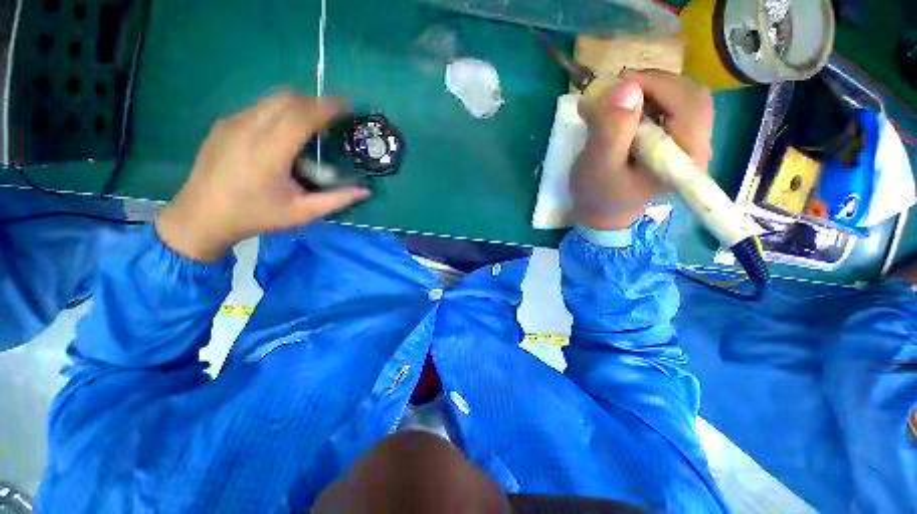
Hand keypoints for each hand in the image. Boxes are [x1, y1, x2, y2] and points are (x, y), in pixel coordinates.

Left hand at [156, 91, 368, 261]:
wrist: (201, 215)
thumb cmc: (256, 216)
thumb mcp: (302, 213)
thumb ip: (336, 200)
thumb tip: (365, 191)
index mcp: (269, 152)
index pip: (301, 115)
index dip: (327, 107)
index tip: (347, 106)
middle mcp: (248, 129)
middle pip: (288, 99)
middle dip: (315, 102)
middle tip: (333, 117)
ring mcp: (232, 122)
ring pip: (272, 98)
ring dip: (297, 104)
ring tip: (311, 124)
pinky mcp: (224, 123)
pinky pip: (259, 106)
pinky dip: (279, 110)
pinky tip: (284, 131)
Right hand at [572, 69, 714, 230]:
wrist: (601, 214)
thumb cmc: (598, 195)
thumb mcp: (598, 166)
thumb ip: (612, 130)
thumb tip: (625, 87)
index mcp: (686, 156)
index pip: (690, 102)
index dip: (658, 83)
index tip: (619, 82)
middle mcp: (696, 146)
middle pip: (690, 96)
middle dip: (653, 85)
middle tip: (617, 90)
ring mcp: (686, 144)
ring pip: (680, 99)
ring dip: (649, 92)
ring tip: (617, 101)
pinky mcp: (673, 142)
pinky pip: (670, 109)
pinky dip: (647, 102)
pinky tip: (625, 111)